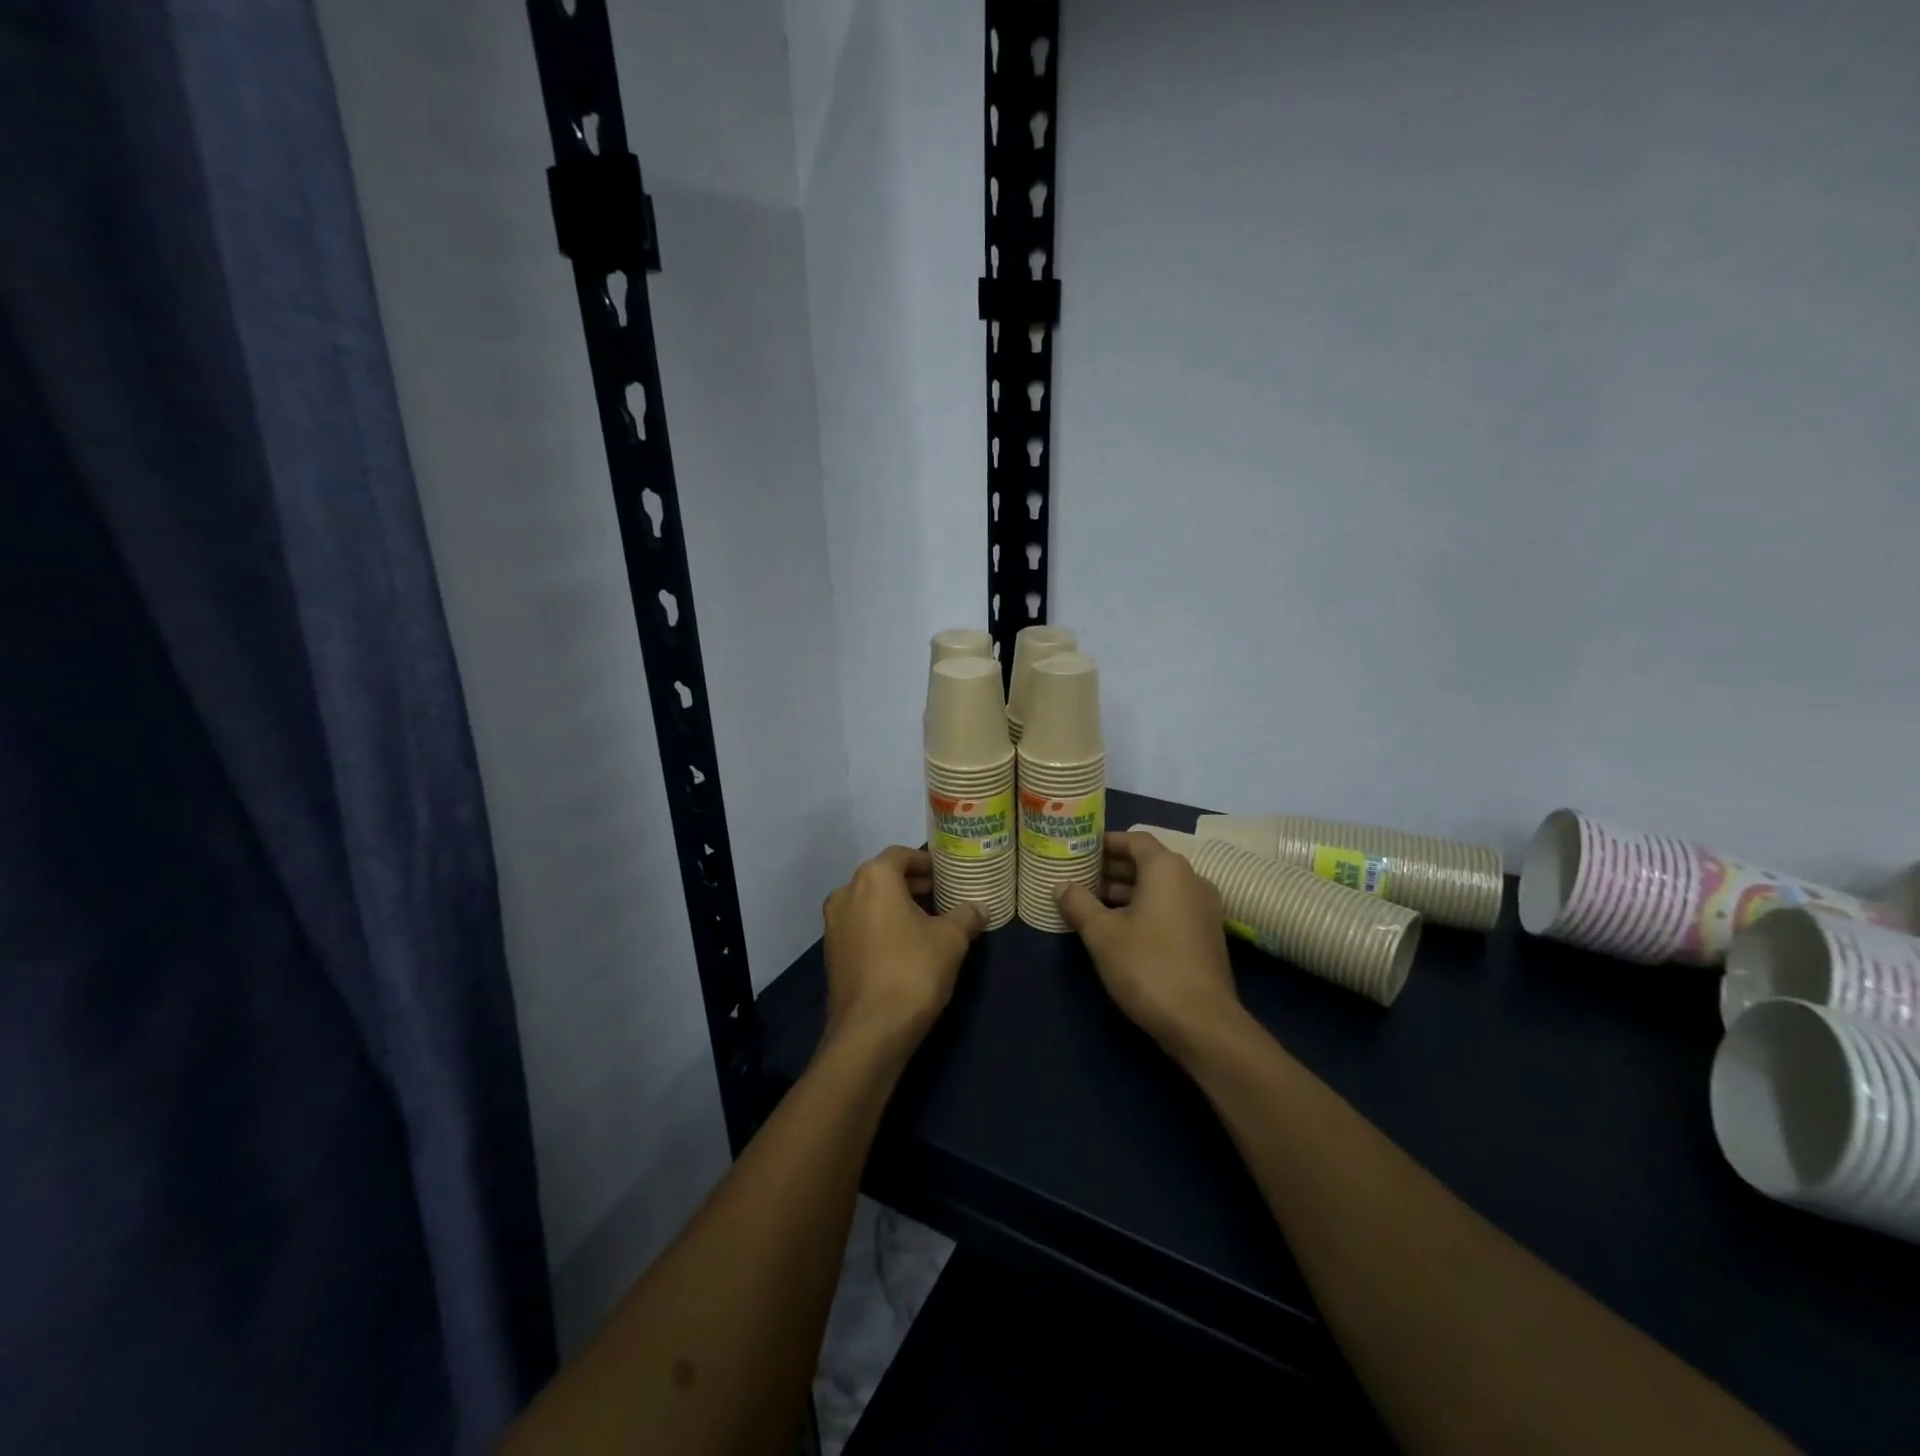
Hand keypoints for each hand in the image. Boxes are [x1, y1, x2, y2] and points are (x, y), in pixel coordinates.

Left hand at [822, 846, 985, 1049]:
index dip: (926, 862)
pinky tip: (906, 947)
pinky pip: (860, 926)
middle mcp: (846, 893)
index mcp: (873, 878)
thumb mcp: (951, 940)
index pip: (901, 854)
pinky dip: (881, 926)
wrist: (870, 1032)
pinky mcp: (832, 953)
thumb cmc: (912, 971)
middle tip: (943, 897)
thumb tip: (980, 908)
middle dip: (913, 884)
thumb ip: (966, 916)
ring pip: (870, 902)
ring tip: (928, 923)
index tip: (947, 874)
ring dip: (896, 906)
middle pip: (883, 877)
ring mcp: (833, 924)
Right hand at [1056, 832, 1243, 1053]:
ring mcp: (1204, 908)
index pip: (1135, 839)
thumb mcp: (1102, 934)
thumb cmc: (1147, 965)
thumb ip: (1079, 904)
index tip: (1080, 850)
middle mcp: (1191, 879)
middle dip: (1113, 868)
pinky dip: (1146, 908)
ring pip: (1160, 887)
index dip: (1106, 842)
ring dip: (1128, 890)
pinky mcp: (1207, 935)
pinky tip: (1120, 928)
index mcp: (1167, 868)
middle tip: (1080, 877)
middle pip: (1148, 862)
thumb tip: (1061, 886)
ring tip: (1092, 903)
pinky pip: (1171, 907)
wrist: (1202, 1022)